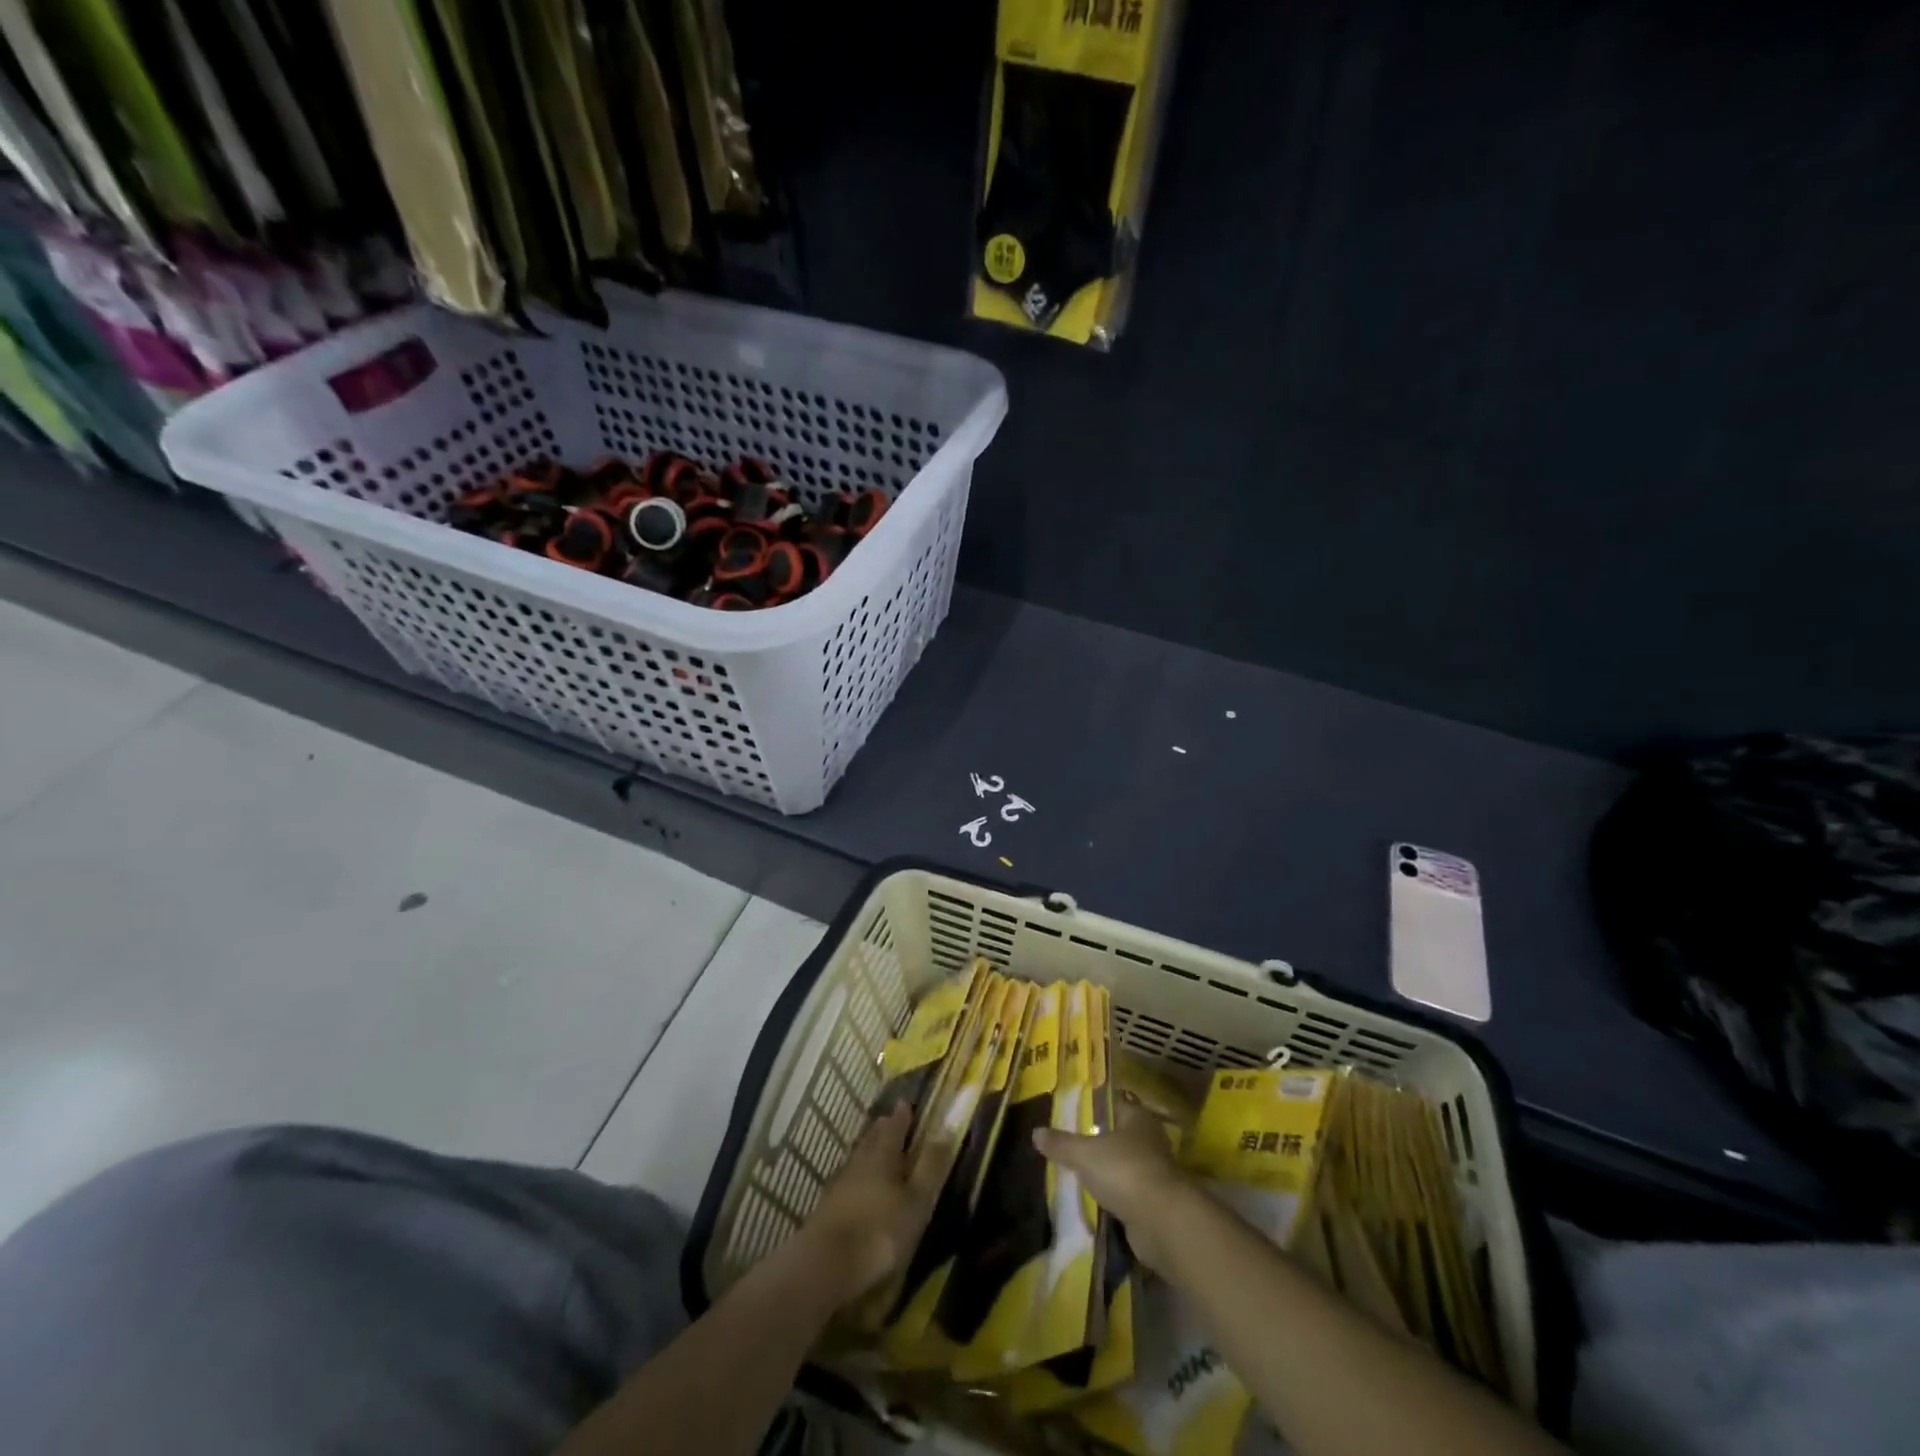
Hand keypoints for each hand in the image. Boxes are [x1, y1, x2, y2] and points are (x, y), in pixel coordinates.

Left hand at [795, 1105, 945, 1306]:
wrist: (826, 1266)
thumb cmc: (880, 1232)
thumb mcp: (917, 1201)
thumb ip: (931, 1165)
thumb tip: (947, 1125)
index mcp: (883, 1155)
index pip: (894, 1126)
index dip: (902, 1115)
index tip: (906, 1103)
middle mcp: (859, 1161)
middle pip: (872, 1138)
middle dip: (883, 1129)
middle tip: (890, 1119)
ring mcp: (839, 1184)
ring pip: (857, 1157)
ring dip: (867, 1149)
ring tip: (875, 1146)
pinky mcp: (826, 1207)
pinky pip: (846, 1179)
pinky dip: (855, 1175)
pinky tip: (856, 1185)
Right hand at [1033, 1098, 1193, 1269]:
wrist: (1163, 1223)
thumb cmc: (1125, 1172)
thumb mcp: (1084, 1154)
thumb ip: (1061, 1143)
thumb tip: (1036, 1132)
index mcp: (1137, 1117)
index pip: (1113, 1103)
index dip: (1093, 1106)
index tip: (1070, 1113)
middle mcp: (1150, 1140)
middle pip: (1118, 1135)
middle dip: (1097, 1141)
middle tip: (1068, 1145)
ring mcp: (1155, 1172)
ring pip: (1124, 1165)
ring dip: (1106, 1172)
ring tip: (1076, 1174)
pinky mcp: (1155, 1203)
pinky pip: (1128, 1194)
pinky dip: (1114, 1197)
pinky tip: (1094, 1201)